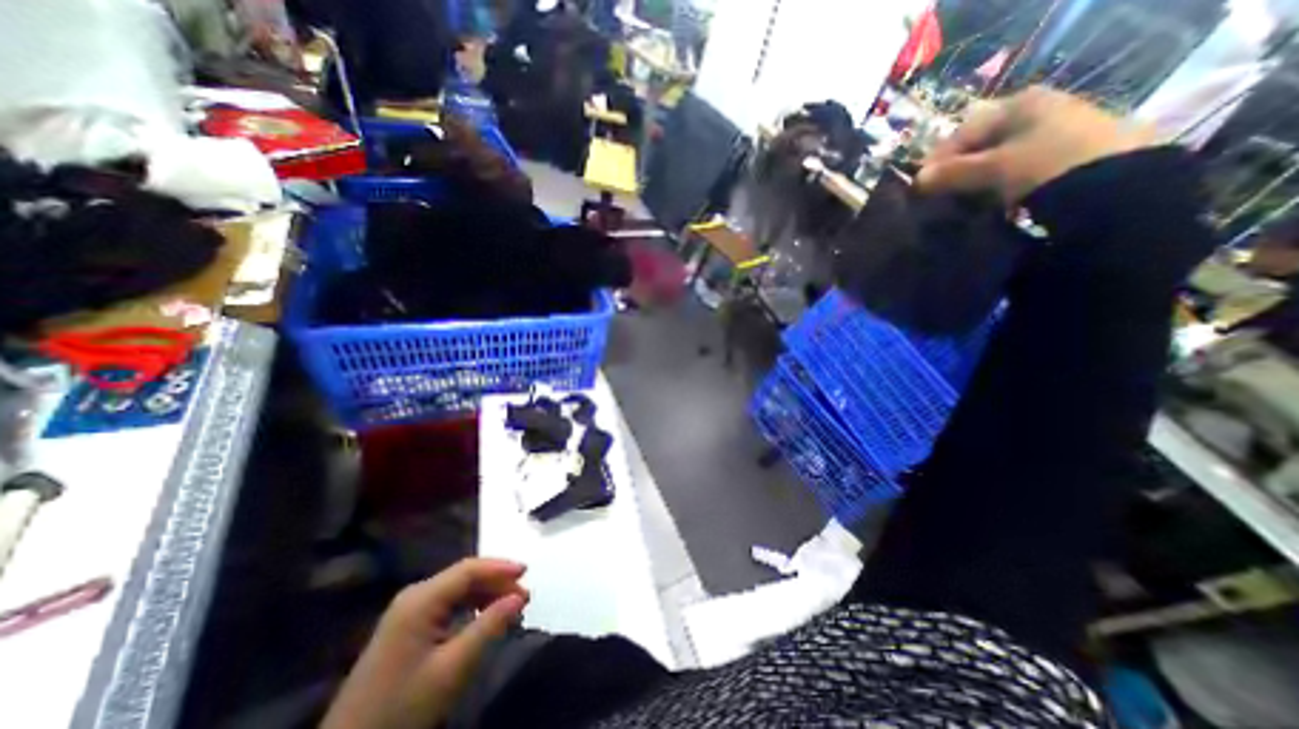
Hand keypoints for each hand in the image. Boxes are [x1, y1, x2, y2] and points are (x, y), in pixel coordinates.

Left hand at [321, 562, 529, 727]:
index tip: (527, 572)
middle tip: (524, 596)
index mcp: (421, 600)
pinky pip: (447, 604)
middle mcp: (414, 596)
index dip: (500, 567)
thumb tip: (518, 598)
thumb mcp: (452, 668)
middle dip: (496, 582)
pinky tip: (485, 617)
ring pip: (457, 590)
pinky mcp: (407, 627)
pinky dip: (471, 607)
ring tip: (511, 606)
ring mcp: (408, 611)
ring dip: (486, 594)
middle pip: (464, 577)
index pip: (468, 570)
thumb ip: (488, 627)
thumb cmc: (403, 707)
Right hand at [911, 85, 1156, 205]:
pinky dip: (998, 187)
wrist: (1117, 184)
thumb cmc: (1045, 163)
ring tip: (961, 205)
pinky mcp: (1064, 157)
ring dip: (975, 182)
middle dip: (957, 172)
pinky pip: (1016, 171)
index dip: (938, 160)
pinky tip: (990, 205)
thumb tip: (917, 181)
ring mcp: (1053, 132)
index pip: (962, 132)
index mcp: (1019, 103)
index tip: (921, 186)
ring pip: (997, 160)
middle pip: (980, 145)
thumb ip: (951, 173)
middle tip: (939, 197)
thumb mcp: (991, 168)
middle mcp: (1037, 111)